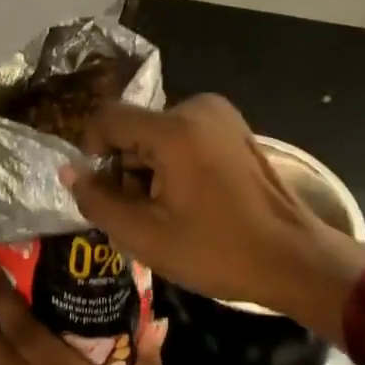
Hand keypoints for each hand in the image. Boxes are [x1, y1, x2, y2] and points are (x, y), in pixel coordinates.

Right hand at [63, 94, 364, 339]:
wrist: (295, 258)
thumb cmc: (219, 251)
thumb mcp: (147, 237)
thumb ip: (98, 201)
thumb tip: (70, 172)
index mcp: (173, 129)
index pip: (107, 118)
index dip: (92, 151)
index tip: (100, 191)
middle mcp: (195, 107)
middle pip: (134, 128)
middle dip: (126, 167)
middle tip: (139, 213)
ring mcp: (218, 113)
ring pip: (157, 132)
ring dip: (149, 167)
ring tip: (167, 211)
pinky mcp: (233, 124)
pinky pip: (183, 134)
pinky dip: (174, 161)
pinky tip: (191, 198)